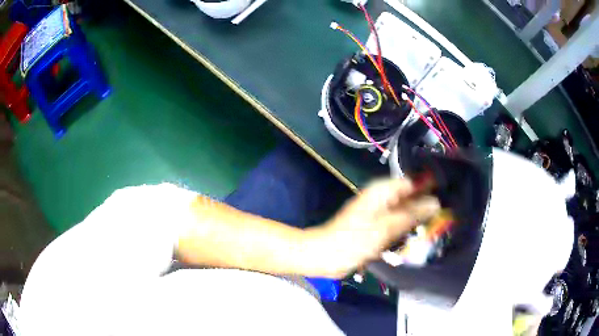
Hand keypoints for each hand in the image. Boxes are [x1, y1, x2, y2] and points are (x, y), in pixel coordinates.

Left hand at [311, 178, 439, 278]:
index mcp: (382, 191)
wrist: (326, 256)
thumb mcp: (386, 227)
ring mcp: (380, 214)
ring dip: (419, 217)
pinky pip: (397, 224)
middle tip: (449, 211)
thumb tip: (436, 202)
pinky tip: (422, 234)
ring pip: (405, 211)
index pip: (412, 181)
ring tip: (441, 222)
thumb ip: (411, 214)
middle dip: (427, 203)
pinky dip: (408, 228)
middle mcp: (382, 199)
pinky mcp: (377, 228)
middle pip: (410, 196)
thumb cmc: (353, 240)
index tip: (450, 192)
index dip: (430, 185)